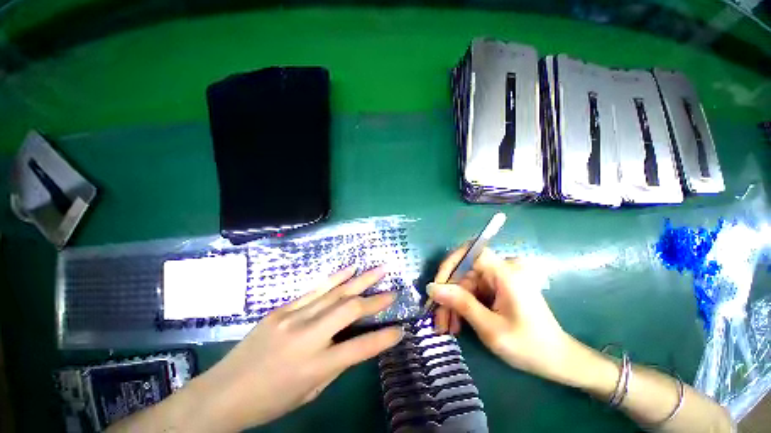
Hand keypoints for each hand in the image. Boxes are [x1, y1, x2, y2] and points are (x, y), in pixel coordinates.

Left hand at [168, 266, 402, 431]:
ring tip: (380, 269)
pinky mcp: (283, 308)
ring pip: (336, 293)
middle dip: (376, 300)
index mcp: (315, 365)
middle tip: (393, 291)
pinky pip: (316, 289)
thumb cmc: (271, 400)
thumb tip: (357, 340)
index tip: (400, 329)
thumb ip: (336, 363)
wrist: (222, 393)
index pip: (360, 348)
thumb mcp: (310, 391)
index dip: (384, 338)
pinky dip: (337, 277)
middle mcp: (307, 336)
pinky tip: (351, 268)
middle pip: (350, 310)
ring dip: (361, 279)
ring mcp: (293, 317)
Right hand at [428, 247, 572, 383]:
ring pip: (466, 282)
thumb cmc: (528, 346)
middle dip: (448, 294)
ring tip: (446, 326)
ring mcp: (501, 278)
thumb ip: (461, 304)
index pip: (470, 252)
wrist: (557, 360)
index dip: (450, 264)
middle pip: (465, 271)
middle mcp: (503, 269)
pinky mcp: (499, 286)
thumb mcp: (490, 328)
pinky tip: (458, 323)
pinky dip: (463, 305)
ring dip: (453, 303)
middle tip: (437, 318)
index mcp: (506, 273)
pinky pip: (473, 290)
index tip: (437, 286)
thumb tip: (432, 287)